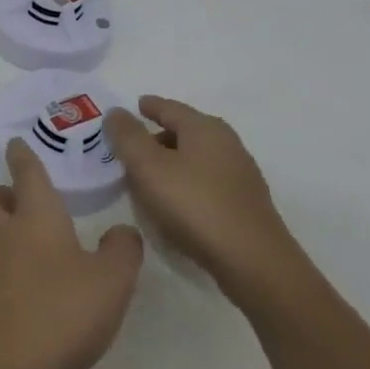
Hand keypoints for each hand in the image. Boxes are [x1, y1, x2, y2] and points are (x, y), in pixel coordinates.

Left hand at [0, 139, 143, 368]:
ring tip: (42, 253)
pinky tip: (37, 294)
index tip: (16, 143)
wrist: (0, 368)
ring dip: (6, 235)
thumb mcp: (111, 281)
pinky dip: (10, 272)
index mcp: (36, 216)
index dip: (22, 155)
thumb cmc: (59, 310)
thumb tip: (122, 232)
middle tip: (24, 202)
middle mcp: (5, 235)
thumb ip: (122, 251)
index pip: (26, 173)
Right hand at [103, 96, 304, 301]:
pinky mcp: (245, 204)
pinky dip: (187, 183)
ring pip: (197, 158)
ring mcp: (240, 175)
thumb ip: (128, 136)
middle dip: (158, 136)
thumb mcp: (148, 167)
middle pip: (186, 131)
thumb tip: (115, 112)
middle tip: (132, 149)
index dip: (149, 106)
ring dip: (172, 162)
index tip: (135, 106)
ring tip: (149, 179)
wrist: (253, 262)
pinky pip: (207, 182)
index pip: (170, 107)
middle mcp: (227, 144)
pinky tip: (176, 204)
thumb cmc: (195, 205)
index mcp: (204, 128)